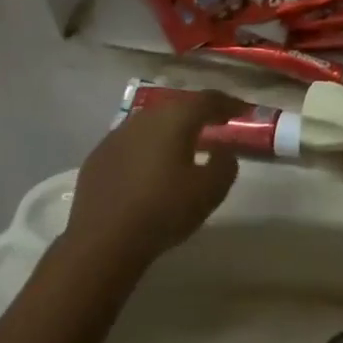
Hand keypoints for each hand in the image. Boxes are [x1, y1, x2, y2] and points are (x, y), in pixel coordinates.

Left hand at [64, 91, 244, 273]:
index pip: (207, 100)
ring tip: (186, 145)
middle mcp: (144, 118)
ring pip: (152, 123)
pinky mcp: (98, 157)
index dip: (229, 103)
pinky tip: (151, 167)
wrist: (102, 241)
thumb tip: (223, 151)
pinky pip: (132, 142)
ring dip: (172, 129)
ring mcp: (116, 136)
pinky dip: (148, 147)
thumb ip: (225, 165)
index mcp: (174, 120)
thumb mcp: (210, 191)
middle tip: (217, 123)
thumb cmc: (164, 210)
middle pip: (178, 106)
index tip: (244, 111)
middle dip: (200, 113)